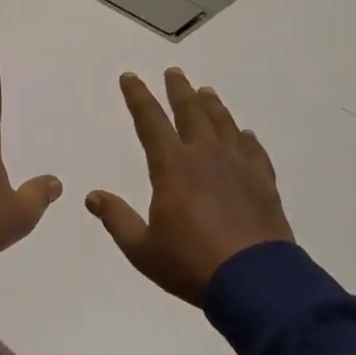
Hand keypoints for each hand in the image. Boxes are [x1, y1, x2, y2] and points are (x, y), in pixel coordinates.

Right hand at [86, 69, 293, 304]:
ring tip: (205, 92)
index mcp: (172, 166)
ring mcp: (238, 166)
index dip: (138, 96)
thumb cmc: (191, 263)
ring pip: (223, 124)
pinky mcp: (263, 182)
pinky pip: (253, 150)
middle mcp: (205, 155)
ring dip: (212, 105)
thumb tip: (92, 196)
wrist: (256, 282)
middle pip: (191, 112)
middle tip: (174, 72)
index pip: (150, 121)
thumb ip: (116, 218)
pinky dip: (245, 137)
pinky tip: (244, 133)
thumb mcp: (142, 248)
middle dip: (178, 90)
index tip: (130, 77)